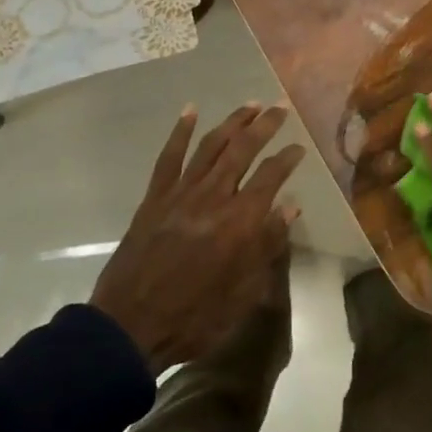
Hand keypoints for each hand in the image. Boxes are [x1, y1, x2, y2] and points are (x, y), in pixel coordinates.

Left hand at [90, 103, 304, 372]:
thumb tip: (289, 208)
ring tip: (250, 104)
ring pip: (210, 147)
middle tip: (280, 108)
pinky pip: (169, 157)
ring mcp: (180, 194)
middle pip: (243, 151)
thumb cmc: (196, 317)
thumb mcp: (244, 293)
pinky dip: (180, 132)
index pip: (271, 177)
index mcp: (239, 222)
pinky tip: (191, 112)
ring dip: (232, 122)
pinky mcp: (154, 198)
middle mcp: (213, 198)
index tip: (300, 148)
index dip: (288, 159)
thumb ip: (268, 246)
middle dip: (265, 126)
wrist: (131, 326)